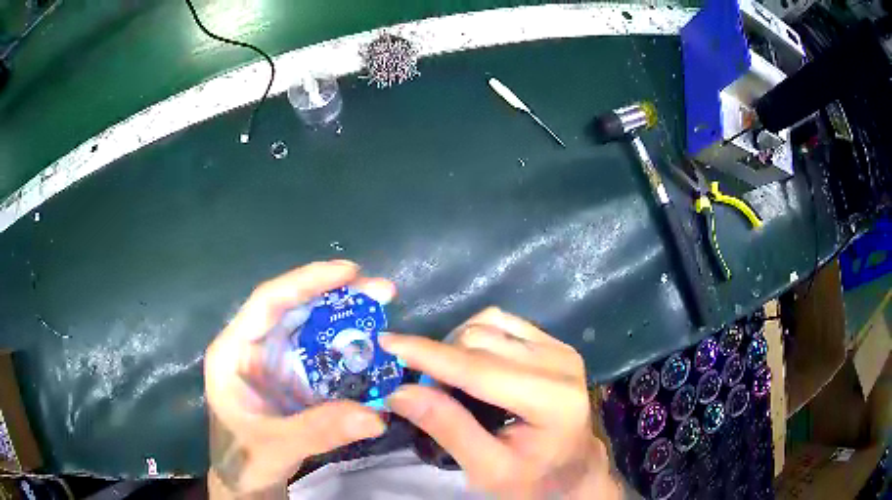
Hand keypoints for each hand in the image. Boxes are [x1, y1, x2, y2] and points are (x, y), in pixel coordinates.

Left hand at [205, 260, 394, 497]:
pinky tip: (370, 352)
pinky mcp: (291, 380)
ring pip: (310, 331)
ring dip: (344, 322)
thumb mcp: (276, 446)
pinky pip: (321, 358)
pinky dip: (345, 353)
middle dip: (336, 297)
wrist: (245, 483)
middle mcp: (253, 348)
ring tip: (381, 314)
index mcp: (233, 351)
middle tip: (381, 292)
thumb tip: (377, 415)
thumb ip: (319, 430)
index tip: (350, 272)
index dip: (306, 282)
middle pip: (294, 310)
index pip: (268, 303)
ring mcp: (274, 364)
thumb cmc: (244, 460)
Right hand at [380, 308, 620, 499]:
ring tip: (446, 378)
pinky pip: (503, 322)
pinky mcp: (554, 343)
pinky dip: (476, 336)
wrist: (573, 467)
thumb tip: (399, 391)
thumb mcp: (488, 469)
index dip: (428, 354)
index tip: (386, 342)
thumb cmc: (532, 478)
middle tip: (421, 387)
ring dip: (455, 345)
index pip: (478, 368)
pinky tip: (470, 363)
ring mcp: (559, 348)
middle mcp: (560, 363)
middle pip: (481, 340)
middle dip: (439, 357)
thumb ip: (448, 428)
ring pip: (489, 323)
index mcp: (551, 400)